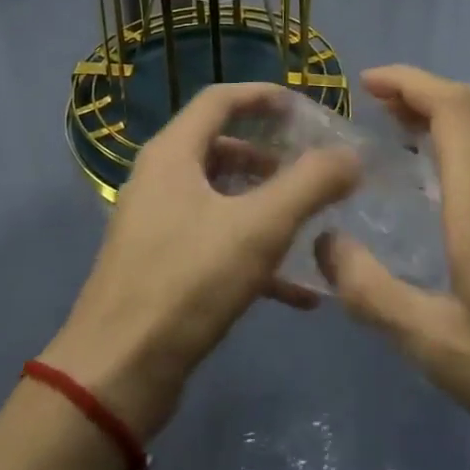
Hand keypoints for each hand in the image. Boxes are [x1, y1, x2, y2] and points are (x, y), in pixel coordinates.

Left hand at [42, 83, 359, 440]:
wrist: (118, 373)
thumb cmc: (188, 281)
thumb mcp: (260, 226)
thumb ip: (311, 184)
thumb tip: (351, 155)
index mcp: (173, 155)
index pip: (219, 100)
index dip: (262, 96)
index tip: (303, 107)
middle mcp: (159, 181)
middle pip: (220, 148)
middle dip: (269, 155)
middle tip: (310, 168)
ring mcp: (157, 227)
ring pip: (220, 198)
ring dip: (265, 204)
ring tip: (309, 222)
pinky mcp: (163, 269)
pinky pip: (216, 244)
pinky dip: (254, 253)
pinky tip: (298, 290)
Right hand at [318, 65, 469, 468]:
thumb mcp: (435, 345)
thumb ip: (372, 293)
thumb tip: (324, 243)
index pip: (452, 109)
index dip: (409, 82)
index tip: (366, 82)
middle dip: (421, 89)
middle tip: (374, 103)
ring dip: (444, 111)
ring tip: (399, 129)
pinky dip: (465, 137)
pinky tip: (445, 176)